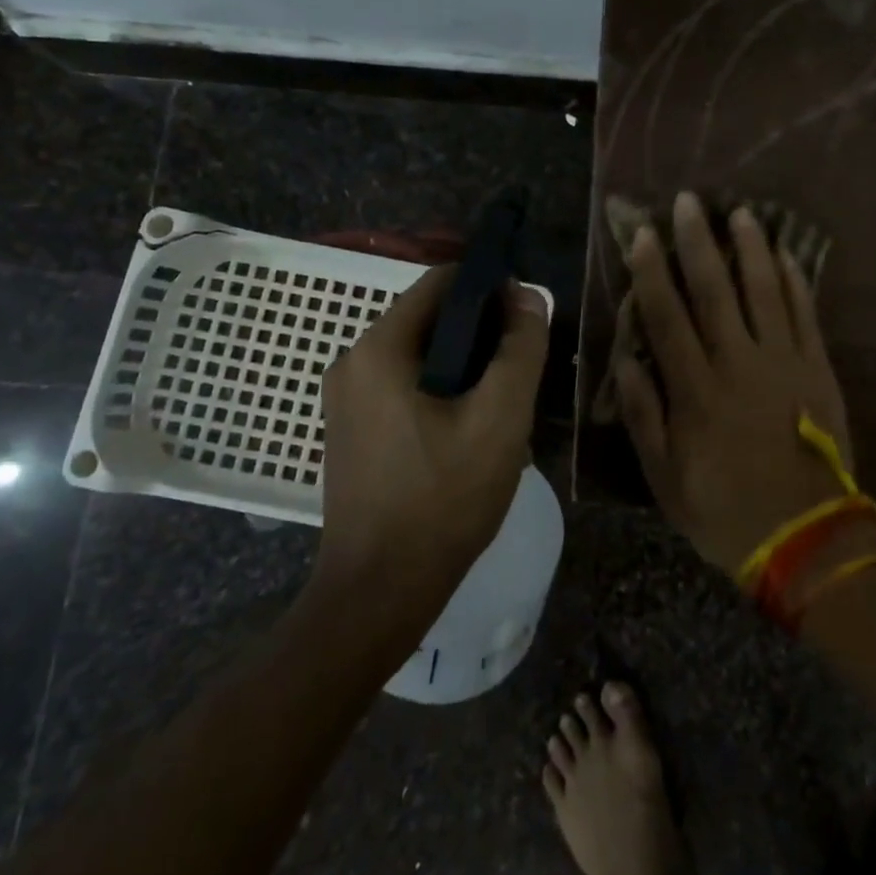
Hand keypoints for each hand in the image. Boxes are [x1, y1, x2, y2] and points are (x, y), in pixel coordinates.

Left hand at [317, 266, 549, 607]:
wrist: (379, 592)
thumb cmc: (443, 499)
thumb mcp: (500, 418)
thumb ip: (520, 349)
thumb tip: (528, 297)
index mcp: (379, 348)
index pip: (441, 281)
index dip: (490, 288)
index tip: (526, 319)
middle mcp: (353, 362)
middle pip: (430, 319)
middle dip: (481, 334)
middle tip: (520, 372)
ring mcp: (347, 399)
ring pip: (421, 356)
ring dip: (466, 367)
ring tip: (501, 407)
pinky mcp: (352, 429)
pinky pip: (405, 387)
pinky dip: (442, 392)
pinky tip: (470, 432)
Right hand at [613, 191, 854, 574]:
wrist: (807, 537)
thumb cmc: (725, 509)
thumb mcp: (665, 477)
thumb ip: (645, 416)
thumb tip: (627, 361)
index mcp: (696, 390)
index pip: (667, 317)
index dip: (653, 272)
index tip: (644, 234)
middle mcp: (737, 364)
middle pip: (714, 291)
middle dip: (698, 242)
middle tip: (689, 201)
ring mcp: (783, 363)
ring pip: (764, 292)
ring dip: (750, 249)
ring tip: (741, 212)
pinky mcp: (817, 369)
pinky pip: (805, 316)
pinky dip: (796, 282)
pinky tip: (787, 254)